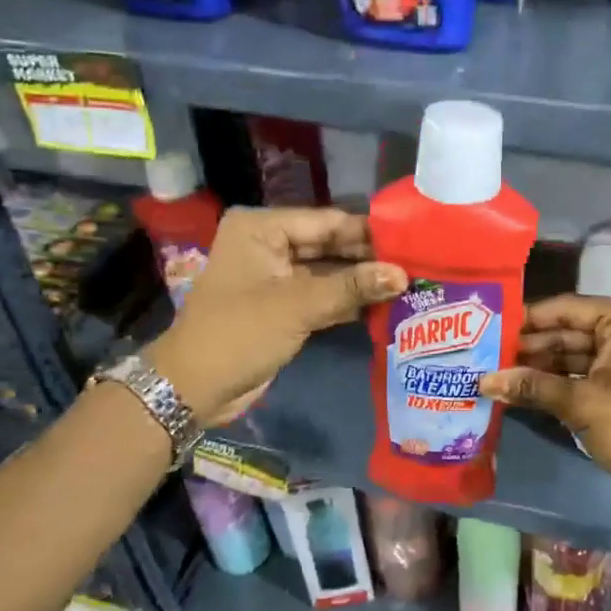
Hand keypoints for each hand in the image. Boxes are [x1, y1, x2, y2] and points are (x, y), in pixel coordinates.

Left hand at [147, 207, 405, 425]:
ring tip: (410, 284)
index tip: (412, 242)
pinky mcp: (283, 306)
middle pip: (330, 245)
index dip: (369, 233)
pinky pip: (323, 295)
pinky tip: (385, 305)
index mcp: (262, 228)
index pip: (327, 222)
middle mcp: (269, 244)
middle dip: (369, 258)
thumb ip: (352, 287)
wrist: (194, 387)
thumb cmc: (240, 333)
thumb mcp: (298, 305)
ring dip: (362, 281)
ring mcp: (276, 277)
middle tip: (417, 265)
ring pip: (329, 272)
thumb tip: (403, 274)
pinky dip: (348, 301)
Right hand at [480, 295, 610, 529]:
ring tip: (492, 373)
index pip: (564, 308)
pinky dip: (554, 381)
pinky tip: (519, 389)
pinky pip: (582, 371)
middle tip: (482, 355)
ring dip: (537, 366)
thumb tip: (482, 381)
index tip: (485, 328)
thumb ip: (531, 387)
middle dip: (527, 346)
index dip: (524, 319)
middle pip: (566, 329)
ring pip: (571, 352)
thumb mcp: (580, 405)